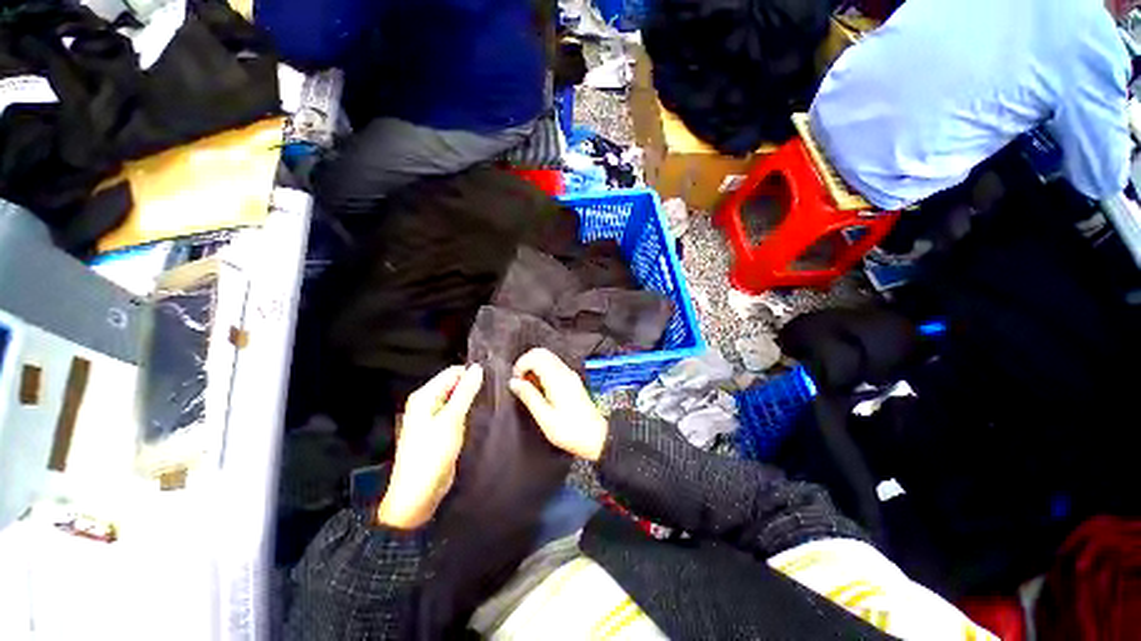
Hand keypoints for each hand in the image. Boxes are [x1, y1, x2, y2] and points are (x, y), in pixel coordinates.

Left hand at [378, 364, 483, 529]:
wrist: (418, 494)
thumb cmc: (432, 453)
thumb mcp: (451, 419)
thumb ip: (465, 392)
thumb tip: (477, 368)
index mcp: (424, 396)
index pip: (452, 373)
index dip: (471, 373)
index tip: (493, 377)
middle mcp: (427, 403)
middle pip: (454, 385)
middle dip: (473, 386)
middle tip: (495, 389)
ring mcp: (433, 418)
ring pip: (457, 399)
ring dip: (472, 399)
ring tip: (492, 400)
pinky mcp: (441, 430)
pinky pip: (457, 413)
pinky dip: (468, 411)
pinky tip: (483, 414)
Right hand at [509, 348, 607, 461]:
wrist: (596, 437)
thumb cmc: (571, 431)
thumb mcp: (545, 418)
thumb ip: (529, 397)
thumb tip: (514, 382)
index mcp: (557, 379)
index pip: (535, 357)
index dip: (521, 365)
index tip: (515, 380)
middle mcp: (565, 372)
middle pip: (542, 353)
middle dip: (526, 363)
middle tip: (519, 381)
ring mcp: (570, 375)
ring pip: (548, 357)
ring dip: (534, 366)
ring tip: (529, 386)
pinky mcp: (572, 380)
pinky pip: (554, 366)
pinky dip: (543, 370)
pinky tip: (540, 388)